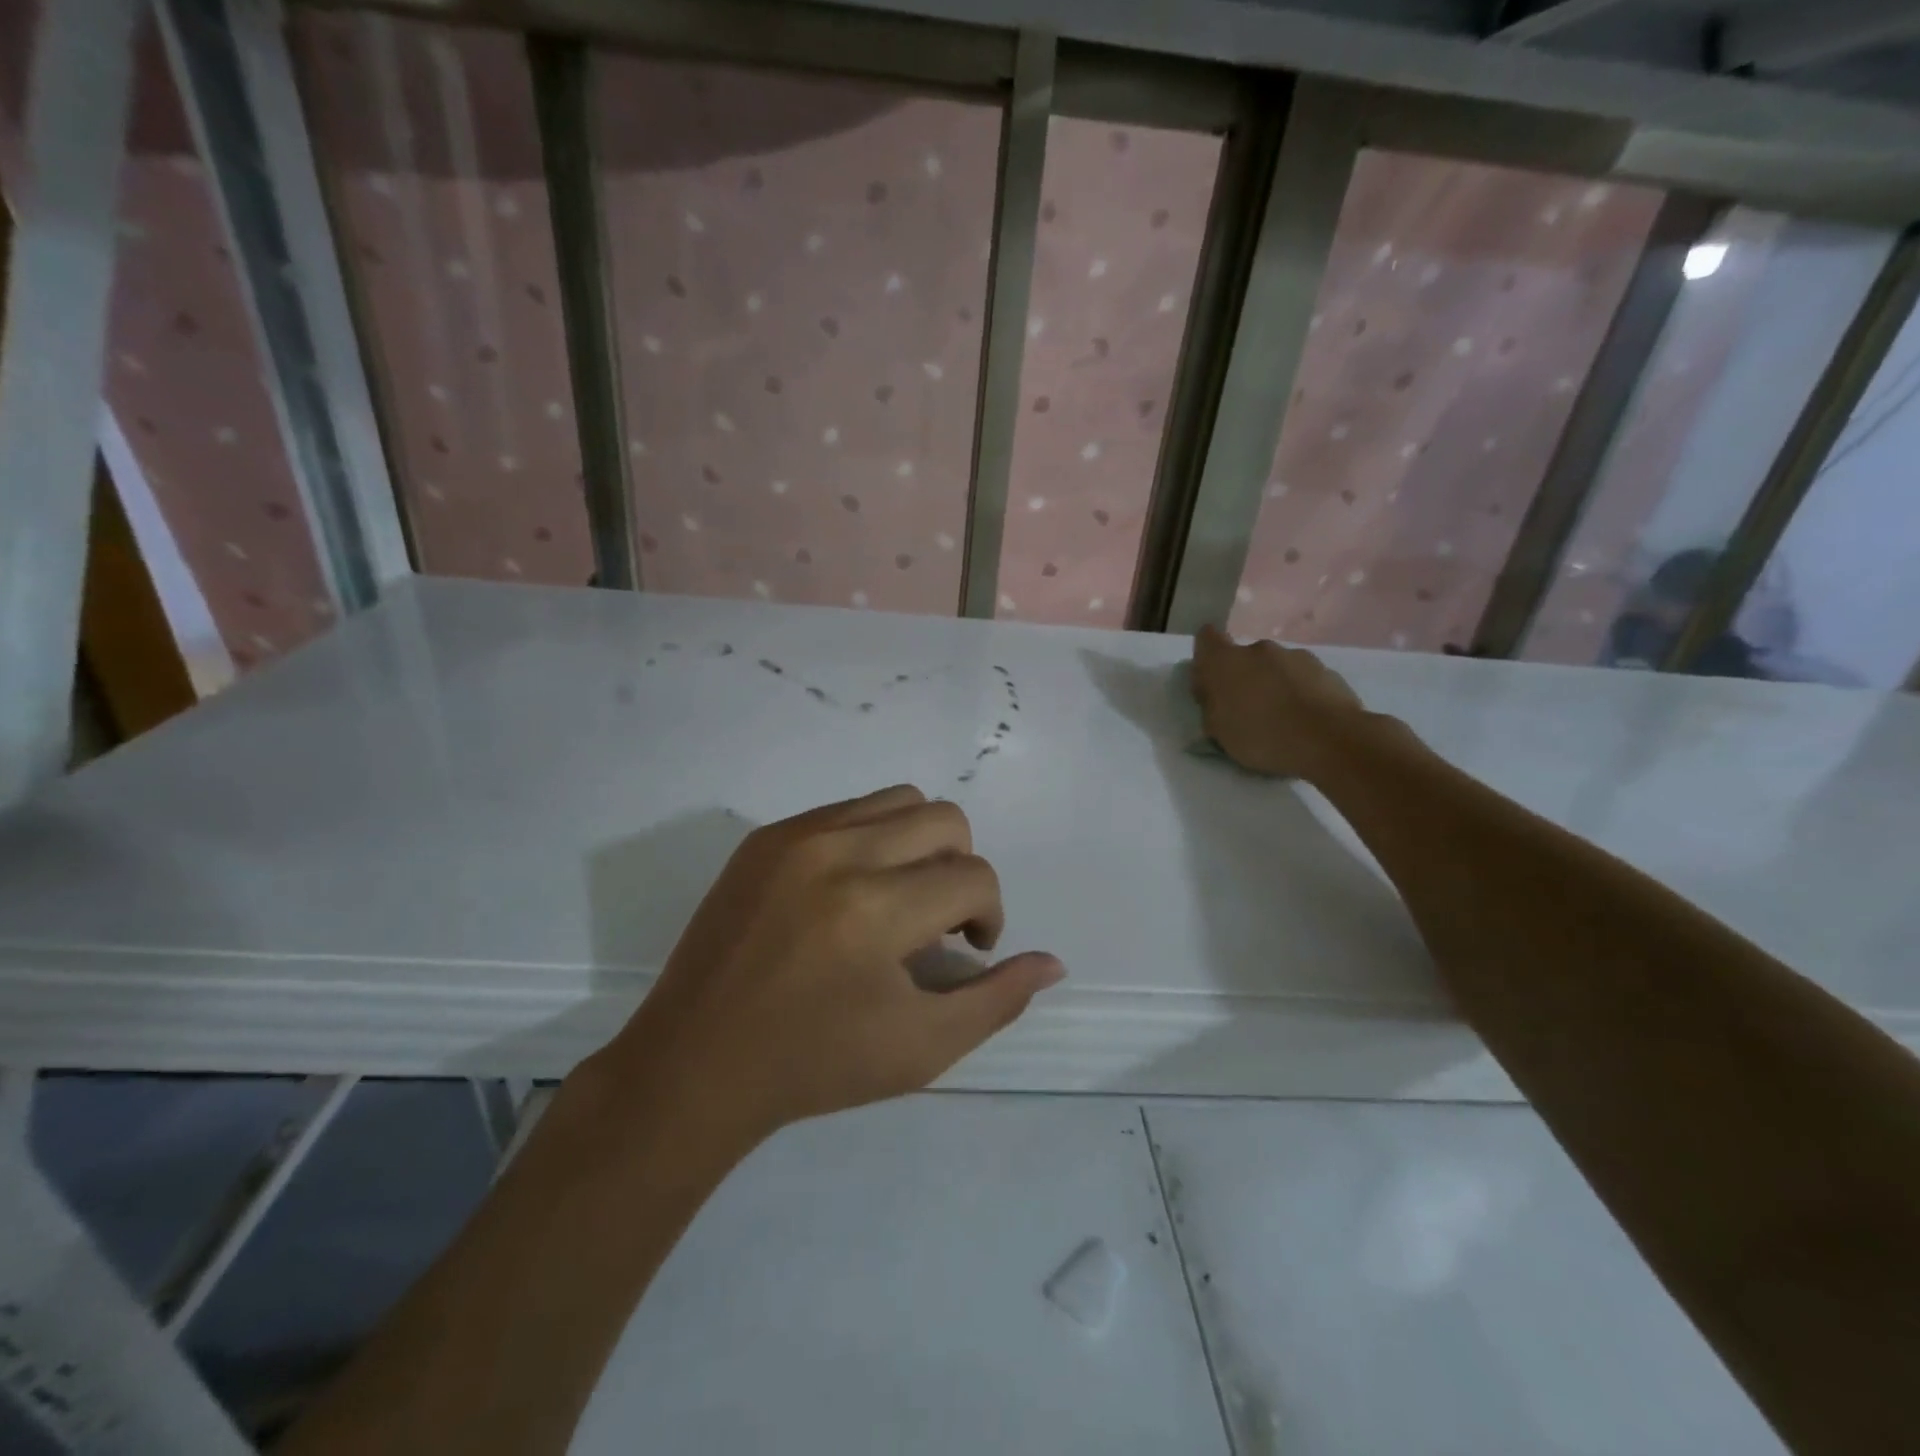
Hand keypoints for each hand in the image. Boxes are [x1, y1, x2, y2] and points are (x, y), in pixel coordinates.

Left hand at [604, 786, 1063, 1141]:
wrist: (695, 1064)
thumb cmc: (815, 1066)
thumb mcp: (921, 1048)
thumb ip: (997, 1000)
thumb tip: (1052, 961)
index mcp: (873, 909)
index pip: (973, 877)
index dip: (988, 914)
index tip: (968, 950)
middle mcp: (835, 852)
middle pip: (945, 818)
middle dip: (961, 869)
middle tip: (939, 921)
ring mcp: (794, 836)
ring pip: (899, 800)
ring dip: (921, 844)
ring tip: (900, 899)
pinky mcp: (764, 837)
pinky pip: (847, 810)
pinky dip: (873, 840)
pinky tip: (853, 893)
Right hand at [1190, 624, 1366, 777]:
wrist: (1328, 739)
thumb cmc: (1261, 736)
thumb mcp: (1218, 731)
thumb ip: (1211, 705)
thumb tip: (1212, 693)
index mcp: (1225, 661)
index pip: (1206, 637)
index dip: (1206, 656)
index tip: (1210, 681)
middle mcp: (1259, 649)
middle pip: (1244, 657)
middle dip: (1243, 678)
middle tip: (1247, 710)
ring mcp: (1296, 656)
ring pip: (1276, 667)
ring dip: (1273, 685)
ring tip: (1281, 719)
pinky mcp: (1326, 670)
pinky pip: (1303, 679)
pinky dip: (1300, 693)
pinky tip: (1305, 720)